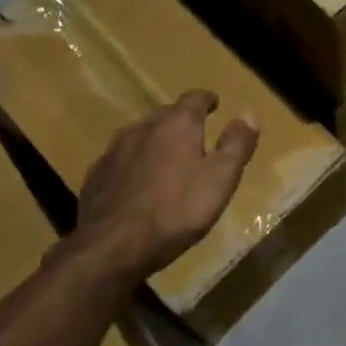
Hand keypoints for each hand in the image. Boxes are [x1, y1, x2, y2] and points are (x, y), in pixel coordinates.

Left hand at [70, 91, 258, 283]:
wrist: (113, 246)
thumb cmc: (176, 211)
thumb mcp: (220, 179)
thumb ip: (236, 145)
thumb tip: (249, 114)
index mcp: (176, 124)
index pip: (194, 98)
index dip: (207, 99)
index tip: (214, 103)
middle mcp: (143, 127)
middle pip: (166, 114)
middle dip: (181, 120)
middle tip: (195, 133)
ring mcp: (114, 150)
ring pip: (140, 135)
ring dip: (156, 140)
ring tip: (167, 157)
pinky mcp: (96, 174)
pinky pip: (121, 159)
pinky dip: (134, 162)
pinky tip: (137, 182)